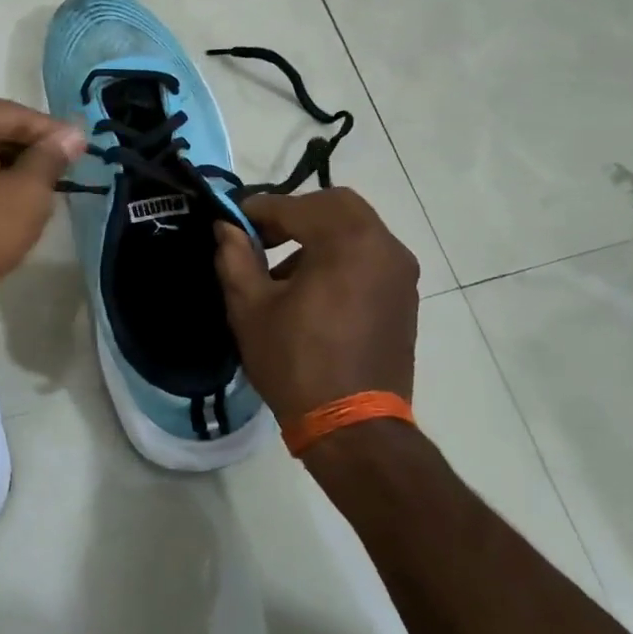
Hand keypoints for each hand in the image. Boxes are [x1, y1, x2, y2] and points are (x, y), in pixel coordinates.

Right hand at [213, 188, 419, 428]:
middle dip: (294, 214)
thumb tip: (227, 227)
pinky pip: (370, 257)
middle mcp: (384, 245)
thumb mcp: (250, 308)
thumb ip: (236, 257)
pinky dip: (341, 256)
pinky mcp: (405, 297)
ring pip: (356, 229)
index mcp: (348, 241)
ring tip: (282, 273)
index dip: (258, 210)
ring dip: (318, 236)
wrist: (353, 427)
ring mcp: (401, 272)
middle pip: (335, 206)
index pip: (295, 206)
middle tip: (262, 239)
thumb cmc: (296, 363)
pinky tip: (313, 292)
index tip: (232, 222)